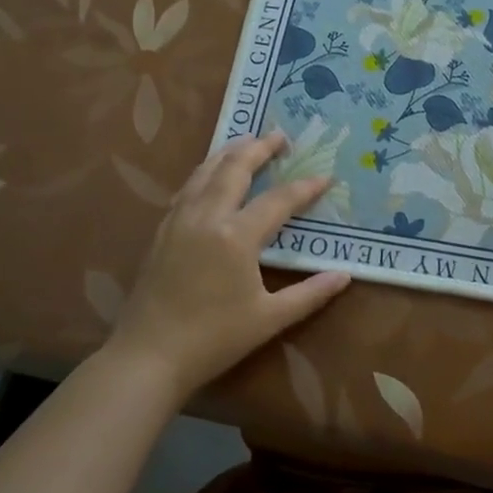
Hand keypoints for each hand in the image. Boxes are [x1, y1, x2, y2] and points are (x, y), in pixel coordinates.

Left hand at [110, 133, 349, 403]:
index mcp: (236, 236)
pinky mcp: (162, 231)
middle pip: (235, 169)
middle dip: (259, 148)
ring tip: (246, 141)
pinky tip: (209, 175)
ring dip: (229, 153)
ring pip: (204, 172)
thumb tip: (345, 276)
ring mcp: (179, 221)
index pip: (278, 200)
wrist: (147, 357)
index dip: (304, 187)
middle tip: (280, 135)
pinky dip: (204, 172)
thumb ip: (309, 294)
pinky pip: (186, 188)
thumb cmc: (213, 339)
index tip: (325, 176)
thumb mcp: (269, 319)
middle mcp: (206, 217)